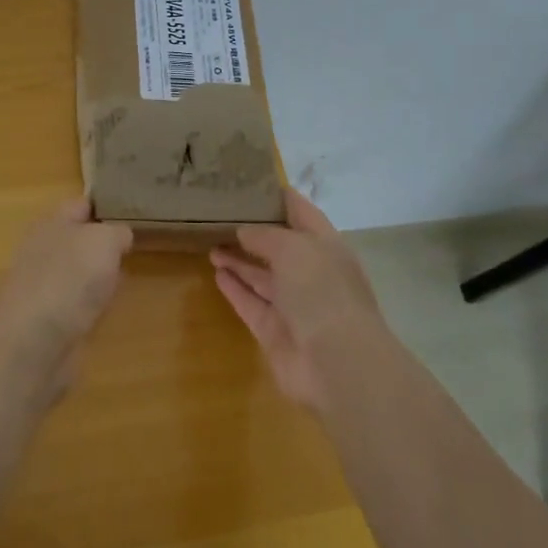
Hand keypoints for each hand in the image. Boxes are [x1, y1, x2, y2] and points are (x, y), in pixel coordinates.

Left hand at [0, 199, 133, 361]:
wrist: (35, 341)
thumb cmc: (69, 277)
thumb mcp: (104, 240)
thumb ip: (117, 232)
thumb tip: (120, 237)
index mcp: (51, 223)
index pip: (81, 205)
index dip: (105, 205)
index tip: (134, 210)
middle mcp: (44, 250)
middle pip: (79, 239)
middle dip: (104, 242)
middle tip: (135, 244)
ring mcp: (46, 286)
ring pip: (80, 272)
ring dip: (99, 275)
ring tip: (127, 274)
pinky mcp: (50, 320)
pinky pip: (78, 303)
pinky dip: (93, 305)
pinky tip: (108, 308)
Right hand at [210, 189, 389, 408]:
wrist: (337, 363)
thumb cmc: (322, 292)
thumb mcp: (293, 248)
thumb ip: (265, 235)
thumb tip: (244, 232)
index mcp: (326, 247)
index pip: (302, 213)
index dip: (280, 197)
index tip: (252, 183)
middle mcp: (312, 273)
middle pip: (279, 247)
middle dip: (253, 231)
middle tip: (220, 214)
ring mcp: (294, 305)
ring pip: (262, 276)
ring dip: (238, 259)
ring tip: (210, 242)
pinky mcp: (275, 332)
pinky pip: (251, 303)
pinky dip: (235, 288)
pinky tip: (216, 272)